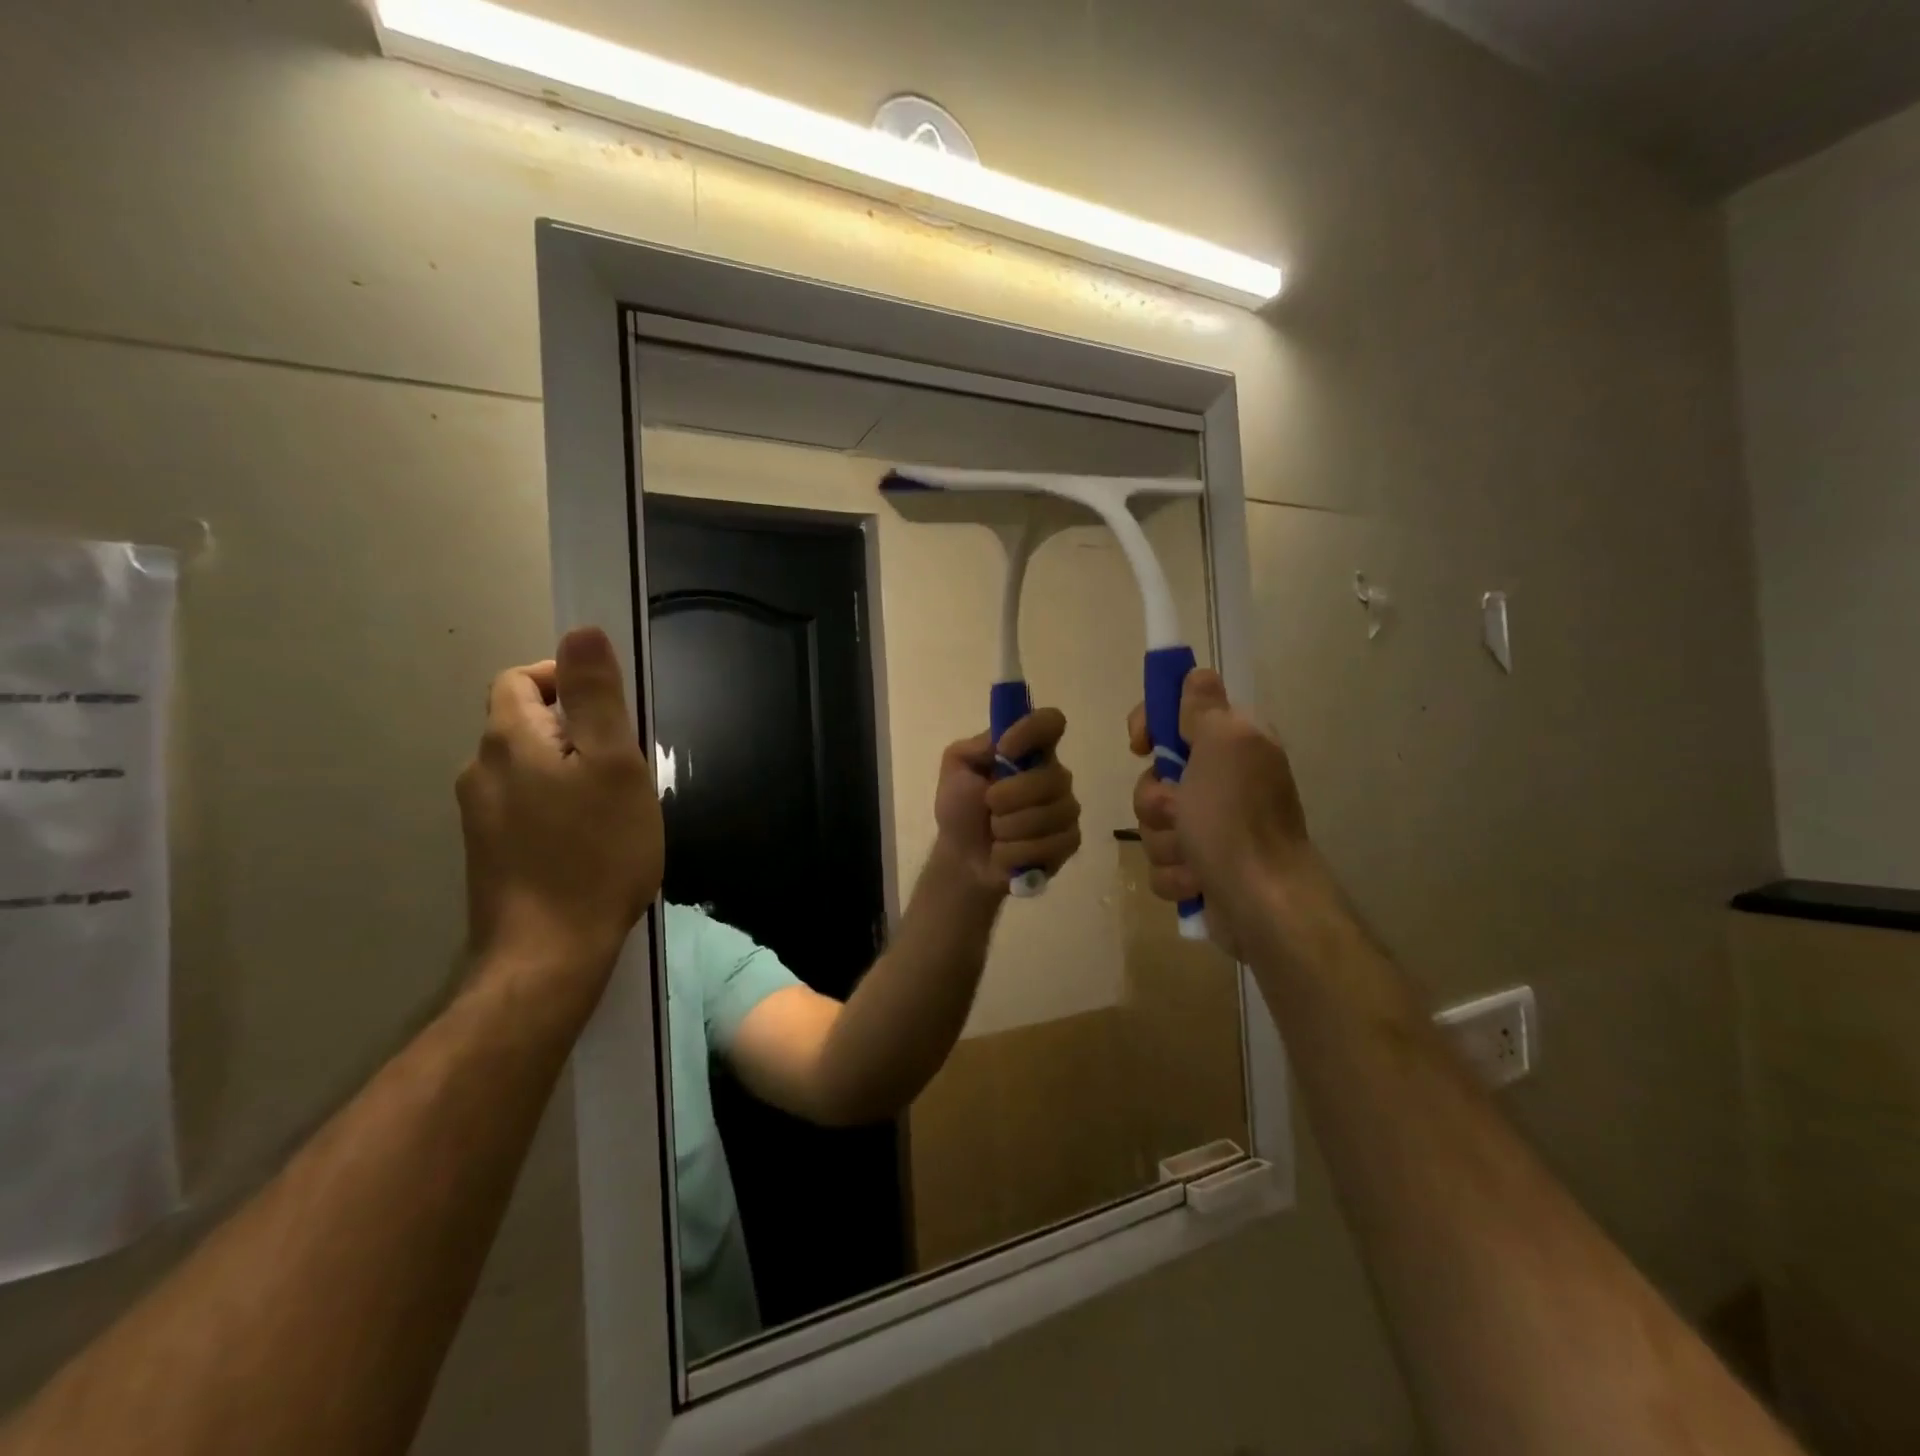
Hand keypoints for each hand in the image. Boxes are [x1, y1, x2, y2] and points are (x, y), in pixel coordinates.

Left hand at [456, 627, 663, 989]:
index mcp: (510, 740)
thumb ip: (596, 696)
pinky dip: (558, 804)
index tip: (612, 712)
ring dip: (569, 768)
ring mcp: (481, 816)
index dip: (565, 679)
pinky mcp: (491, 853)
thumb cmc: (595, 853)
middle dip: (576, 728)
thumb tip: (581, 631)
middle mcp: (482, 771)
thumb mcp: (614, 765)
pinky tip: (590, 839)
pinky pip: (526, 805)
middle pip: (525, 722)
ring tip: (614, 804)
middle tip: (625, 764)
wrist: (549, 953)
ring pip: (528, 767)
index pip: (521, 679)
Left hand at [933, 708, 1082, 895]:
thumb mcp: (956, 768)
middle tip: (988, 806)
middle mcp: (1054, 774)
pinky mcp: (1069, 841)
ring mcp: (1066, 809)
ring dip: (1009, 828)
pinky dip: (1018, 853)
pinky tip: (1006, 853)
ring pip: (1050, 815)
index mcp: (1030, 750)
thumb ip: (975, 746)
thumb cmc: (961, 808)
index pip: (1051, 721)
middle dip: (1008, 797)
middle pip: (1051, 777)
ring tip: (995, 833)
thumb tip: (1002, 741)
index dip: (1030, 732)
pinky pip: (1052, 844)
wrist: (963, 858)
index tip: (1004, 751)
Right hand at [1128, 670, 1312, 946]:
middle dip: (1156, 801)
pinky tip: (1198, 883)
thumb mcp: (1224, 746)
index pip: (1175, 715)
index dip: (1150, 725)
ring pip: (1153, 823)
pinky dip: (1175, 875)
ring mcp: (1211, 828)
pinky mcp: (1200, 868)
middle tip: (1181, 812)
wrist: (1262, 904)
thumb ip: (1204, 707)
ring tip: (1195, 857)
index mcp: (1232, 745)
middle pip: (1154, 777)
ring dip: (1166, 843)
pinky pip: (1161, 862)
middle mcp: (1222, 782)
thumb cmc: (1237, 820)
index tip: (1141, 745)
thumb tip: (1197, 674)